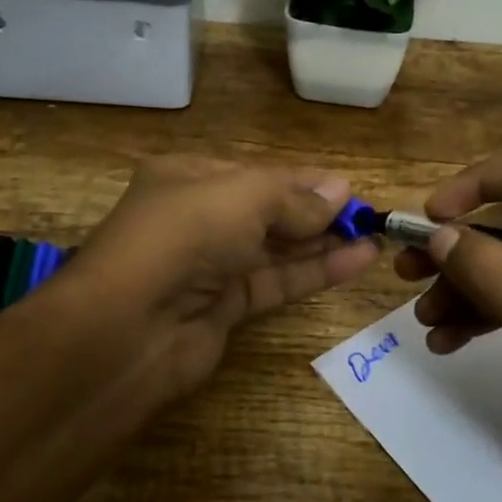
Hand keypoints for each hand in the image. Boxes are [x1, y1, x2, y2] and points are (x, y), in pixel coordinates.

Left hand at [56, 157, 378, 418]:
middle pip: (267, 210)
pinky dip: (314, 271)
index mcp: (187, 177)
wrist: (127, 328)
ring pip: (275, 248)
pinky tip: (356, 261)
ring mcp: (209, 265)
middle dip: (316, 212)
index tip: (349, 188)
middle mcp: (197, 217)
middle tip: (368, 217)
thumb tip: (341, 191)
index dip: (303, 181)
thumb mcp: (241, 197)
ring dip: (322, 242)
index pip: (256, 174)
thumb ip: (294, 196)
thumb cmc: (182, 237)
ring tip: (373, 238)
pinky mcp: (223, 307)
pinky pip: (276, 282)